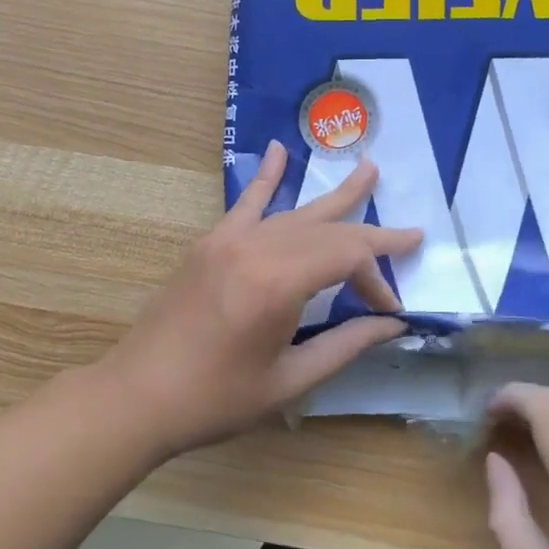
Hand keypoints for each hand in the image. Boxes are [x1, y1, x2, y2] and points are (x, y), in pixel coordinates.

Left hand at [102, 140, 421, 456]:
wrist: (136, 397)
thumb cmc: (216, 399)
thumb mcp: (289, 381)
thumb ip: (346, 345)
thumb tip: (392, 324)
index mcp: (278, 283)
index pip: (348, 258)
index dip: (377, 280)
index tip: (388, 312)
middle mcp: (256, 248)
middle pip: (329, 230)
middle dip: (373, 236)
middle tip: (412, 234)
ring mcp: (230, 241)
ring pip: (296, 213)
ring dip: (336, 198)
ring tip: (369, 170)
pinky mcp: (210, 244)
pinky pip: (247, 203)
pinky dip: (267, 177)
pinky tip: (279, 150)